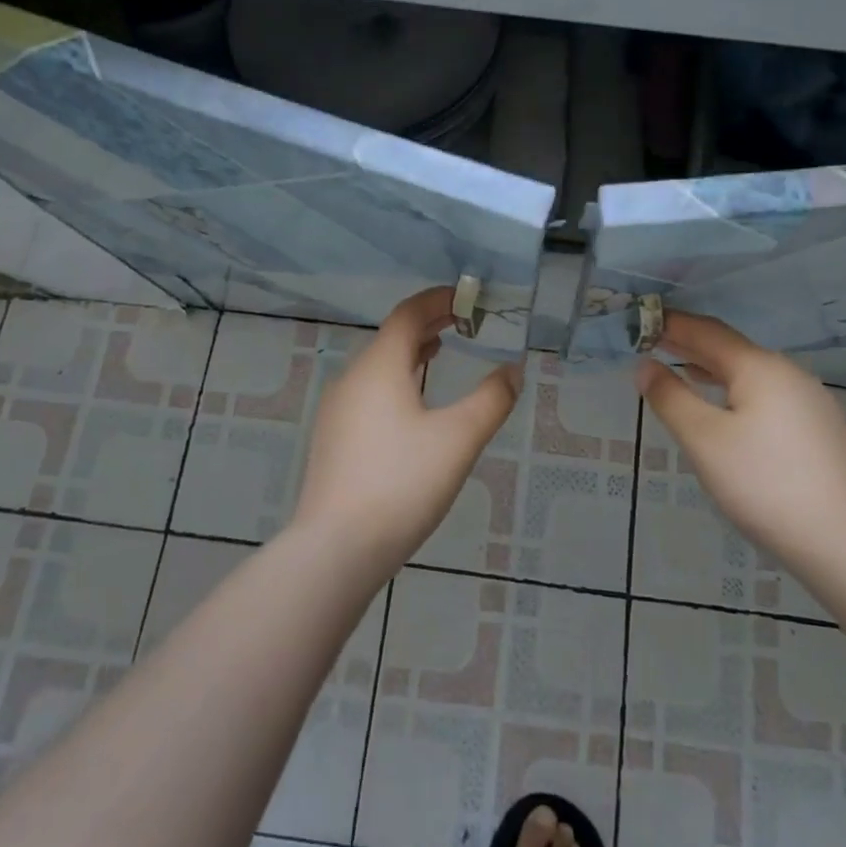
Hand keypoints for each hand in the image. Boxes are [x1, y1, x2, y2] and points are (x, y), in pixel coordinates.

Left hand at [289, 287, 520, 577]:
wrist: (336, 548)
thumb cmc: (402, 482)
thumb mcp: (459, 438)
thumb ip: (491, 399)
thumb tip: (512, 371)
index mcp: (380, 367)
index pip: (408, 314)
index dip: (437, 299)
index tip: (467, 298)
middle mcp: (352, 379)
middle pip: (392, 337)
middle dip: (427, 324)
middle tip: (462, 322)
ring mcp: (337, 410)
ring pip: (378, 366)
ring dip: (410, 352)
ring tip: (439, 352)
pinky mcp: (333, 439)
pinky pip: (368, 391)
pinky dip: (396, 380)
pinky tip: (412, 406)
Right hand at [635, 311, 845, 566]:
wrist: (843, 542)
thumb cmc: (763, 483)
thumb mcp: (703, 439)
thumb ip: (670, 397)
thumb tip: (644, 365)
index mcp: (759, 367)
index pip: (707, 331)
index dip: (673, 324)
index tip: (642, 321)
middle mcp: (788, 372)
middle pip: (730, 349)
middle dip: (690, 345)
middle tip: (653, 342)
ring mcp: (809, 400)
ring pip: (750, 373)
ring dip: (713, 369)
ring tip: (682, 370)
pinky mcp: (819, 428)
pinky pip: (767, 395)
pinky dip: (736, 390)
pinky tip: (726, 409)